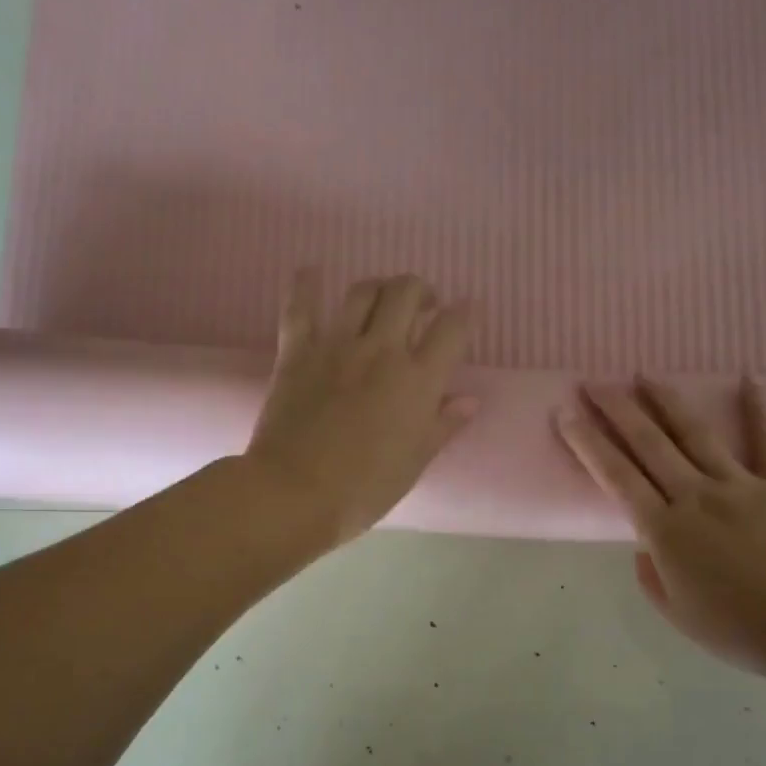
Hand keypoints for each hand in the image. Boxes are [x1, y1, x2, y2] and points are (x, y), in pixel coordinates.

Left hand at [246, 271, 477, 545]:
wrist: (296, 493)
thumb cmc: (364, 489)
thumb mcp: (414, 463)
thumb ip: (443, 426)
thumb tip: (469, 400)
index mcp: (418, 381)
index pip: (452, 329)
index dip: (465, 314)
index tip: (468, 311)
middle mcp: (381, 351)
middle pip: (406, 293)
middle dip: (420, 291)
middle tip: (423, 306)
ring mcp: (336, 346)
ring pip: (363, 292)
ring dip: (379, 288)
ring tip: (383, 299)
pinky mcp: (297, 352)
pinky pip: (300, 308)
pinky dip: (306, 285)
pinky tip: (312, 272)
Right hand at [556, 378, 765, 675]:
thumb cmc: (736, 629)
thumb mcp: (676, 613)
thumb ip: (652, 574)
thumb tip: (647, 546)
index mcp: (665, 530)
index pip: (616, 476)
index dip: (588, 442)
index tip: (566, 414)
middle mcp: (695, 496)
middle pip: (648, 444)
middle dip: (616, 409)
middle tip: (593, 382)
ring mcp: (739, 484)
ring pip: (694, 433)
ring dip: (665, 401)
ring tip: (643, 375)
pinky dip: (757, 408)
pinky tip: (748, 378)